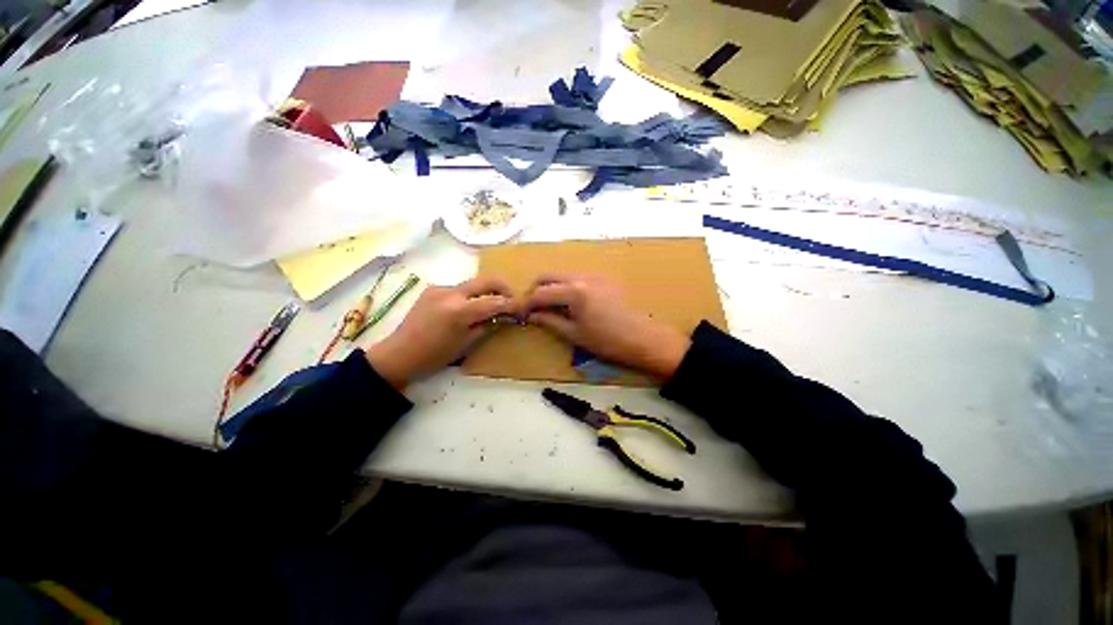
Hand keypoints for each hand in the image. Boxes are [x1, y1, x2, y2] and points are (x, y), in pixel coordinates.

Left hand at [366, 277, 515, 389]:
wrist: (399, 354)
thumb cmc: (435, 356)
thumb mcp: (466, 344)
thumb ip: (487, 325)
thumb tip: (503, 317)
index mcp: (460, 311)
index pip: (495, 301)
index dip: (511, 304)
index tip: (521, 309)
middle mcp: (451, 293)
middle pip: (487, 280)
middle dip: (504, 288)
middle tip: (511, 299)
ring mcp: (440, 288)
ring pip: (473, 283)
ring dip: (486, 292)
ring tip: (490, 306)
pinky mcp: (433, 289)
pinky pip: (459, 288)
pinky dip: (470, 295)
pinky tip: (468, 308)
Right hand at [523, 274, 690, 380]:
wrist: (644, 339)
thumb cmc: (608, 341)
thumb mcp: (575, 334)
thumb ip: (550, 321)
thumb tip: (532, 315)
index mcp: (574, 291)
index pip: (541, 292)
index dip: (527, 303)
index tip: (521, 313)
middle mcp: (582, 277)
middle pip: (549, 276)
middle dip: (536, 290)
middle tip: (534, 308)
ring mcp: (595, 275)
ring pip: (563, 275)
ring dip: (552, 287)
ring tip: (552, 307)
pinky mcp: (604, 278)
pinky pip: (578, 278)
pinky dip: (567, 287)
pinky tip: (571, 303)